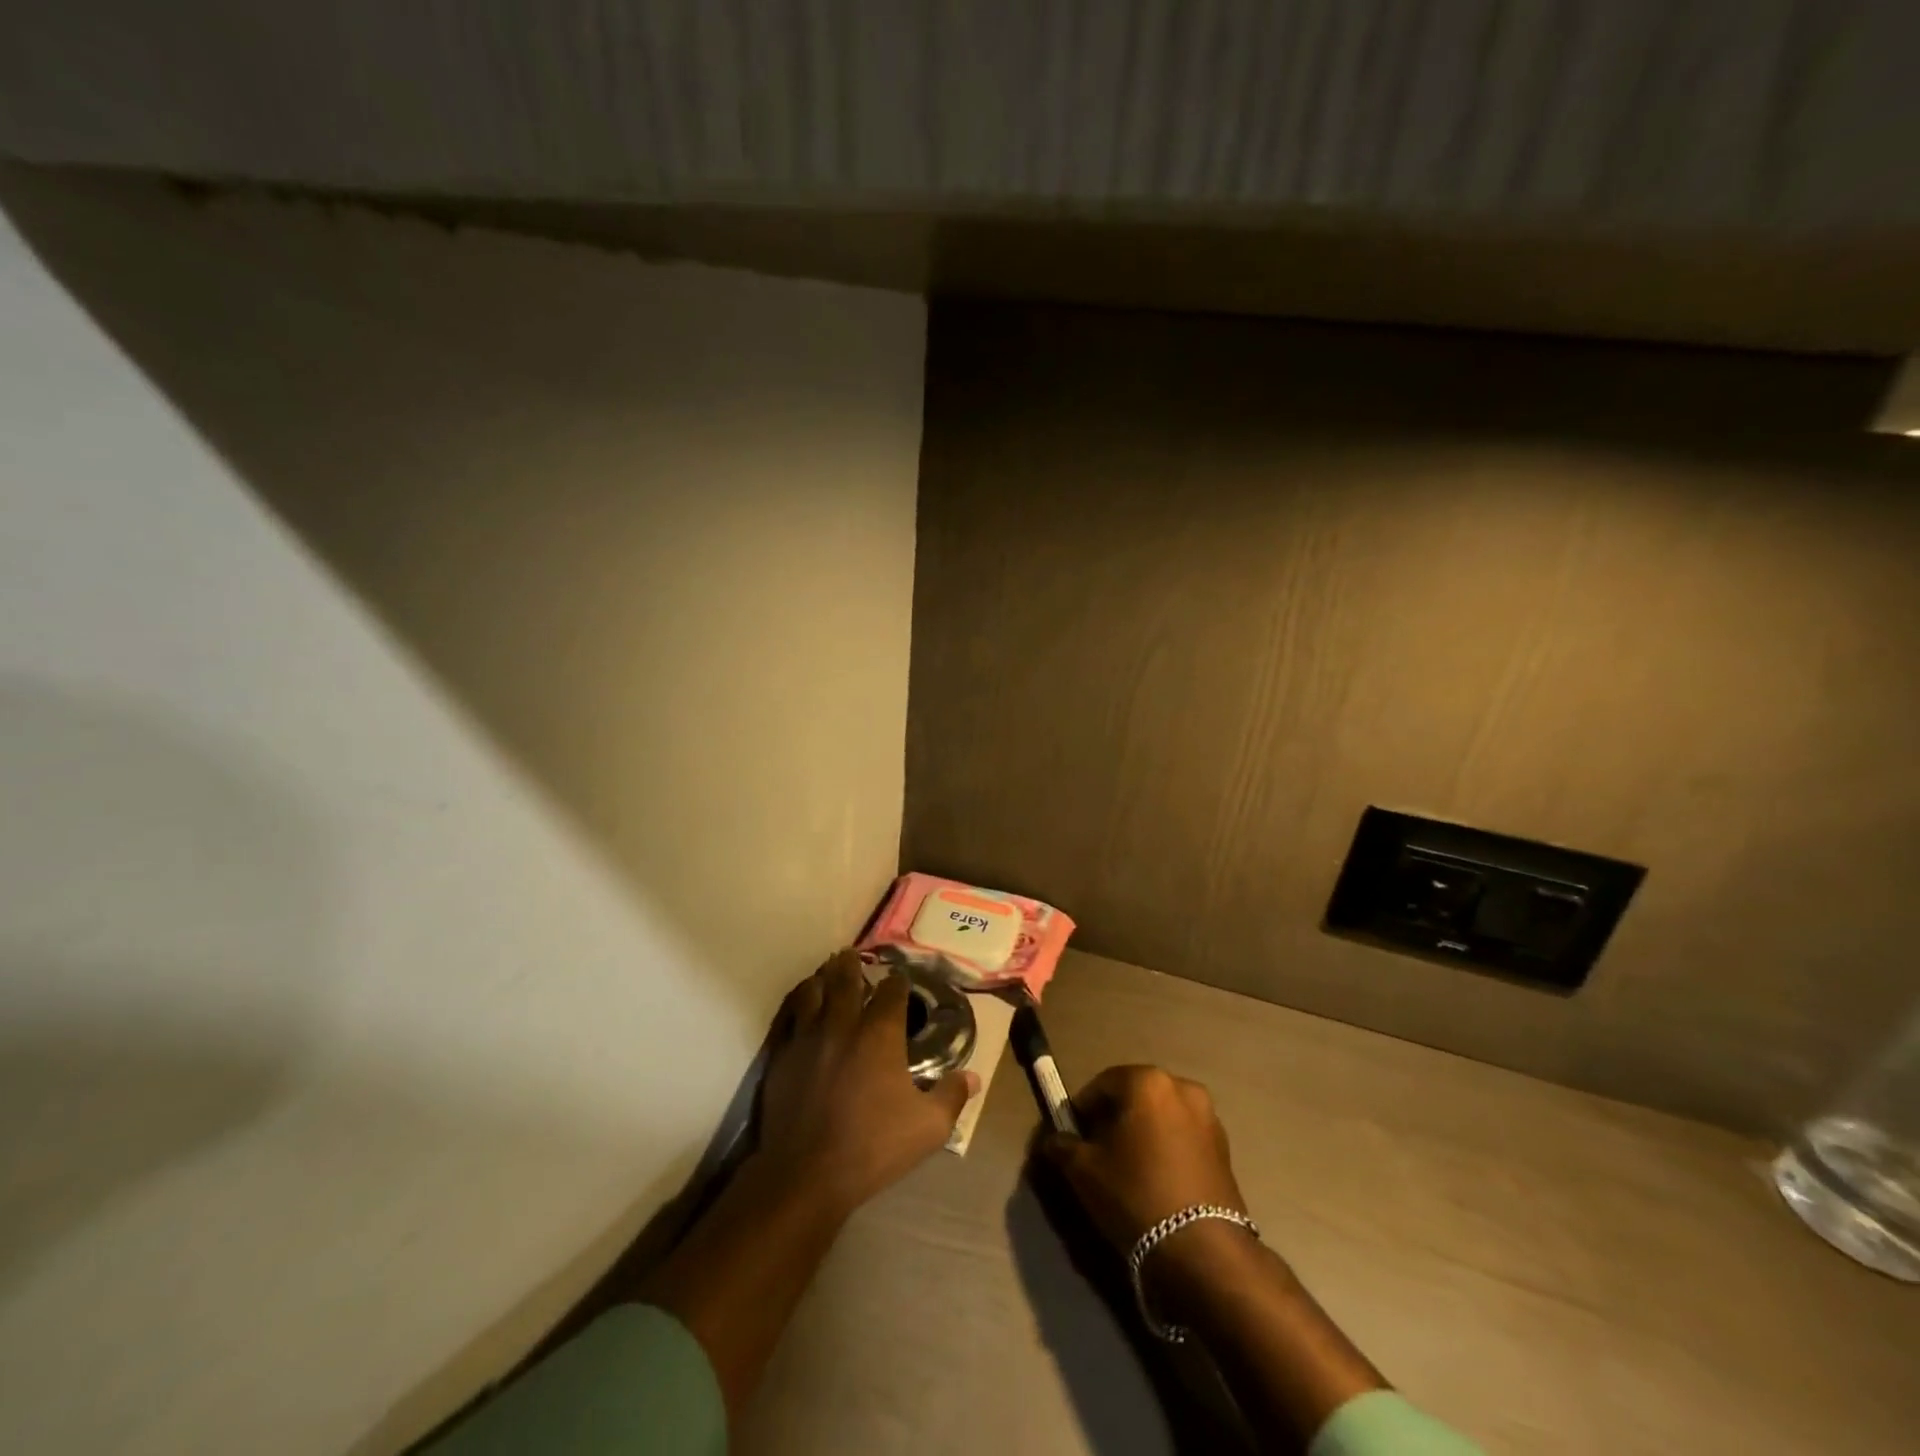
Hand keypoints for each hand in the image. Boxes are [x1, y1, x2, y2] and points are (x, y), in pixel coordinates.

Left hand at [756, 949, 978, 1217]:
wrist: (806, 1174)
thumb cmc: (873, 1147)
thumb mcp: (928, 1128)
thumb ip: (951, 1096)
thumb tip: (973, 1077)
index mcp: (880, 1033)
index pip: (892, 990)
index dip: (898, 980)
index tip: (900, 979)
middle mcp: (843, 1023)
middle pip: (846, 978)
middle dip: (852, 964)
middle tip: (853, 955)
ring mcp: (808, 1036)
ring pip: (813, 991)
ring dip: (822, 979)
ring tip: (826, 975)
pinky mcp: (783, 1055)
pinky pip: (790, 1017)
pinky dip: (799, 1006)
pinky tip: (802, 1010)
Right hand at [1041, 1064, 1248, 1254]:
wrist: (1203, 1250)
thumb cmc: (1135, 1194)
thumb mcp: (1084, 1170)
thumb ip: (1062, 1146)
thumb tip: (1054, 1141)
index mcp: (1147, 1080)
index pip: (1101, 1084)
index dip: (1082, 1110)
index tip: (1072, 1138)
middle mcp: (1182, 1087)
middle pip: (1134, 1096)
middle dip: (1113, 1119)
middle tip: (1097, 1152)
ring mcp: (1208, 1117)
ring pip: (1160, 1117)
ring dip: (1142, 1133)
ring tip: (1127, 1170)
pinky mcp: (1225, 1148)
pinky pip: (1182, 1137)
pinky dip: (1165, 1148)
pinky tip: (1155, 1181)